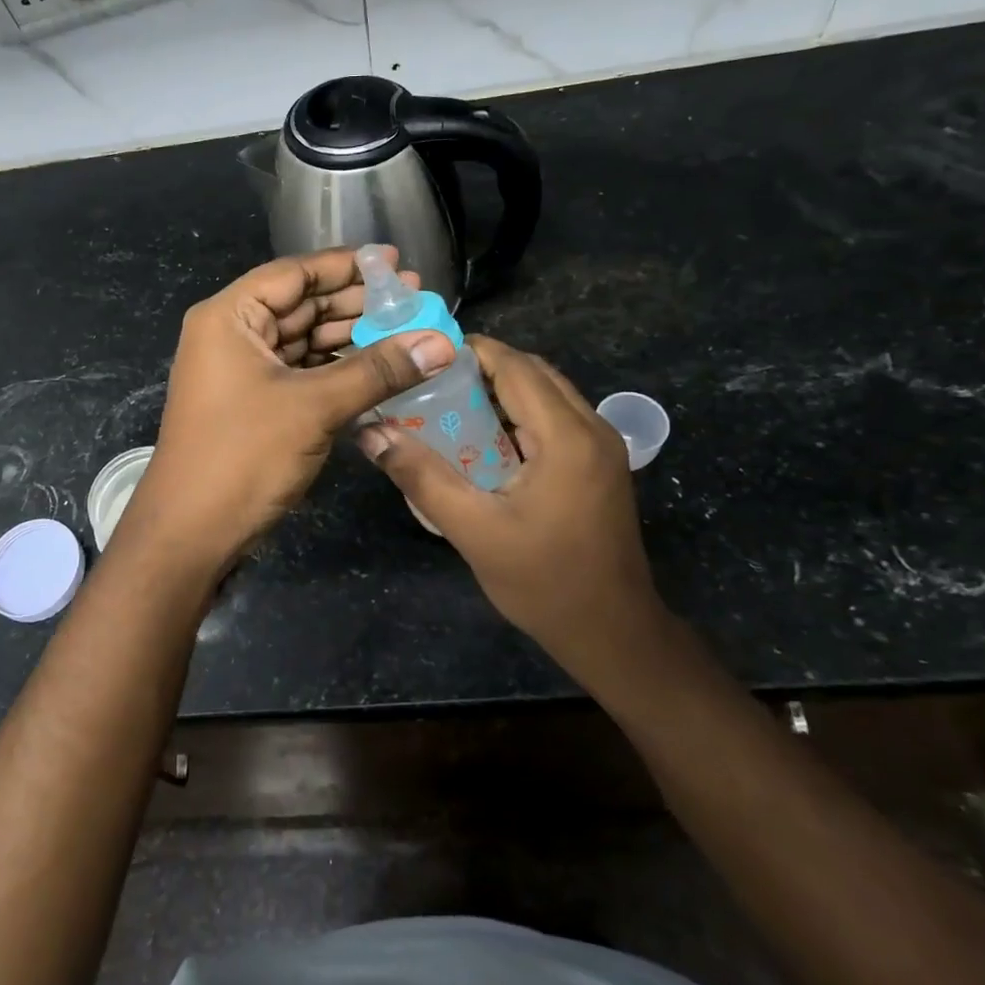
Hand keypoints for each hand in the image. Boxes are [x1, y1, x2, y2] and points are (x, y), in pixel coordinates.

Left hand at [115, 248, 454, 580]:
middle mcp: (232, 334)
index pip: (294, 274)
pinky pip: (302, 372)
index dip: (346, 265)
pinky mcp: (255, 403)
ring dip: (351, 337)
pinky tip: (379, 368)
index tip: (395, 261)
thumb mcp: (314, 406)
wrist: (192, 533)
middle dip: (356, 302)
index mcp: (230, 316)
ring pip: (304, 340)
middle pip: (301, 304)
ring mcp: (242, 371)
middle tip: (414, 299)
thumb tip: (442, 342)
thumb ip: (378, 370)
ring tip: (407, 331)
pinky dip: (337, 369)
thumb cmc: (243, 455)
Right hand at [358, 336, 659, 656]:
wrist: (613, 632)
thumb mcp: (473, 530)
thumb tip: (371, 434)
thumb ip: (421, 477)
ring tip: (449, 405)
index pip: (515, 367)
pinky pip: (555, 418)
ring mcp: (602, 446)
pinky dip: (519, 414)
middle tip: (430, 383)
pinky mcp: (600, 464)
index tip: (423, 358)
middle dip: (481, 368)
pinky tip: (484, 439)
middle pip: (533, 373)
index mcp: (566, 437)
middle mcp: (591, 428)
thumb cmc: (543, 583)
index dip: (470, 352)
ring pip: (546, 393)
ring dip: (501, 391)